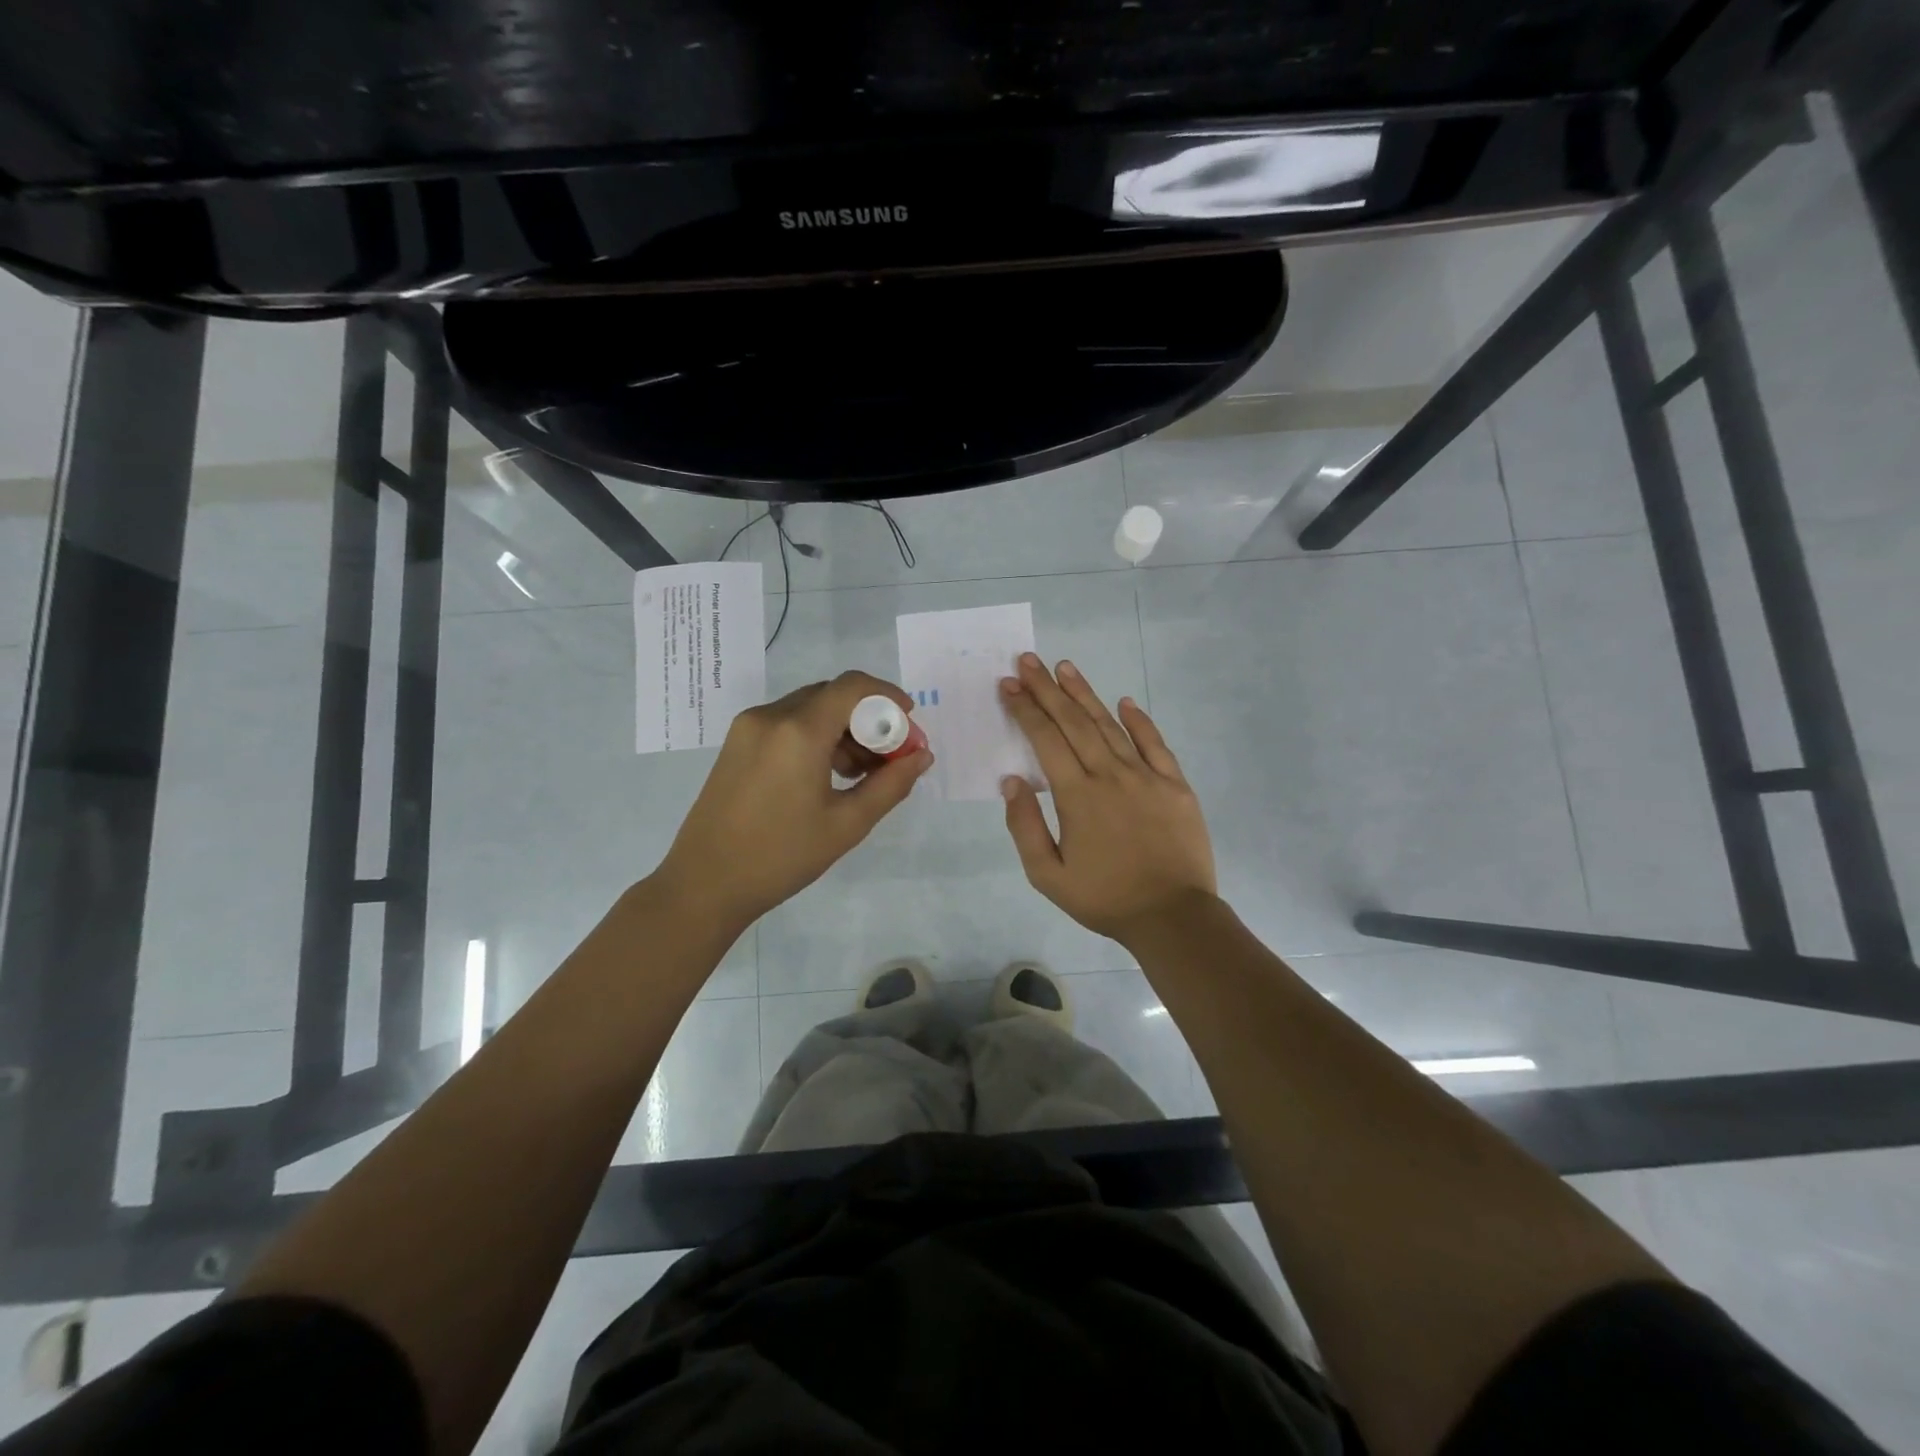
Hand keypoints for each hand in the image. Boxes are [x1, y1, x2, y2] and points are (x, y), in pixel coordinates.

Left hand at [655, 671, 932, 928]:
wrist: (704, 884)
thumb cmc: (781, 856)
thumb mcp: (846, 824)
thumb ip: (890, 785)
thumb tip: (922, 757)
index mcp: (798, 731)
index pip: (852, 687)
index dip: (888, 696)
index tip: (909, 723)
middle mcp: (770, 716)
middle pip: (832, 695)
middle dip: (868, 718)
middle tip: (890, 756)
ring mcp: (748, 728)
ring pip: (809, 709)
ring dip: (842, 729)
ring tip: (861, 773)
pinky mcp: (737, 744)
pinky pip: (787, 724)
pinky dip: (816, 737)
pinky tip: (827, 775)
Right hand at [999, 654, 1216, 946]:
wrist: (1172, 916)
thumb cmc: (1104, 898)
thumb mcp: (1048, 875)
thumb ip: (1025, 827)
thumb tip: (1012, 782)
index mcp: (1077, 795)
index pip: (1045, 739)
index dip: (1025, 709)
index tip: (1009, 685)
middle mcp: (1110, 775)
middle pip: (1074, 722)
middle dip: (1048, 689)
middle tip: (1029, 661)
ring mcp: (1146, 776)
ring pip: (1110, 725)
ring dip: (1086, 695)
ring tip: (1065, 667)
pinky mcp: (1175, 785)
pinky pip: (1155, 744)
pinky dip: (1139, 721)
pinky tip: (1125, 702)